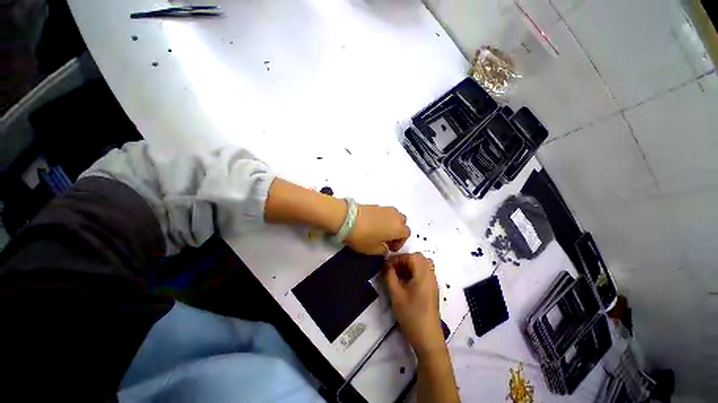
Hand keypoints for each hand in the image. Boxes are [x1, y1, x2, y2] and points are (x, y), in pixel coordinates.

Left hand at [345, 205, 409, 254]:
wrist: (346, 218)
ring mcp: (386, 208)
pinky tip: (372, 224)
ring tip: (379, 231)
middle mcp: (395, 215)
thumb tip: (385, 247)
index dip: (400, 242)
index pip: (406, 234)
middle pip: (402, 222)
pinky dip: (383, 218)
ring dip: (391, 223)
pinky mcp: (376, 204)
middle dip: (397, 231)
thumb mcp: (373, 250)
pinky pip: (385, 212)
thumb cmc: (362, 236)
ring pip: (394, 216)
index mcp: (398, 227)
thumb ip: (383, 250)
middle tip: (386, 239)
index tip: (390, 247)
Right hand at [384, 253, 444, 356]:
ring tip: (398, 275)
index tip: (386, 266)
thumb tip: (385, 265)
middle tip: (393, 269)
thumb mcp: (396, 294)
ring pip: (422, 265)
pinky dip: (414, 272)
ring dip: (409, 266)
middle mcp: (430, 274)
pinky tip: (406, 283)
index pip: (410, 256)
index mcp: (423, 273)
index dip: (397, 259)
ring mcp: (433, 282)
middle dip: (404, 260)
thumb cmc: (411, 314)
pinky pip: (424, 273)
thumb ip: (389, 276)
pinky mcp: (432, 289)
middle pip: (418, 258)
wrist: (428, 338)